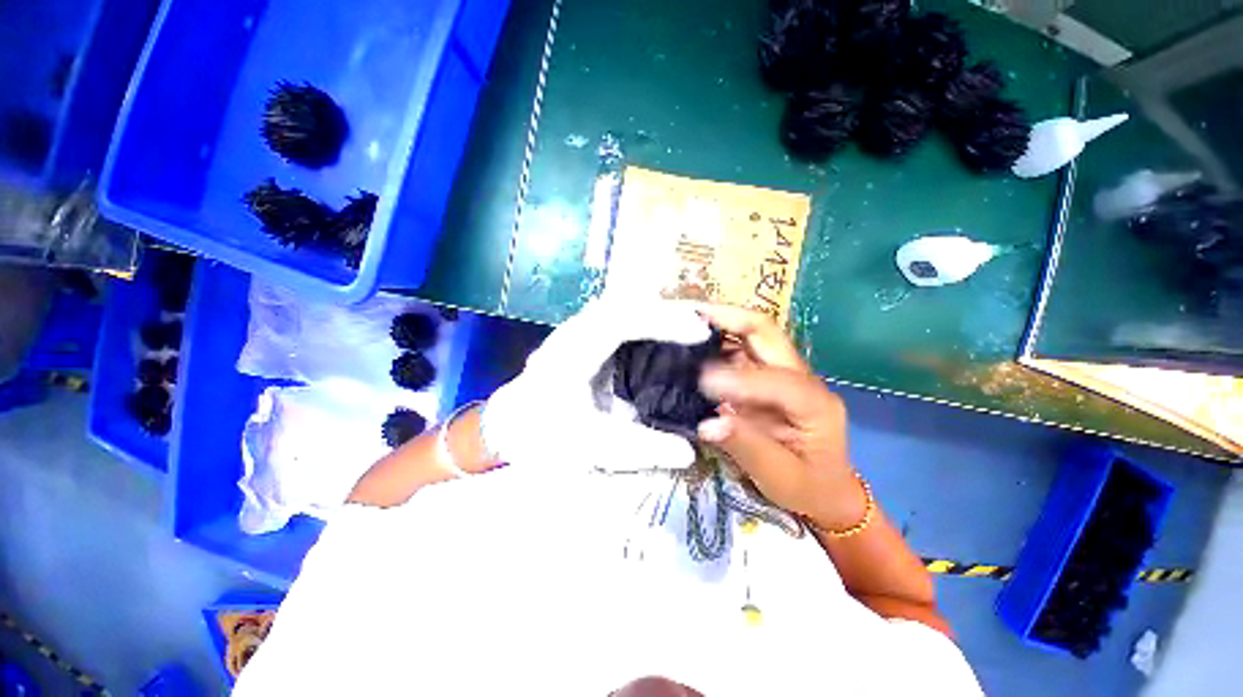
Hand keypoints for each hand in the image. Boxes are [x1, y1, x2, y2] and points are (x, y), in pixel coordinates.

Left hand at [483, 299, 710, 471]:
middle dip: (668, 311)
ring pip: (625, 306)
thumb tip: (687, 451)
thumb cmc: (542, 435)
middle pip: (627, 303)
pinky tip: (665, 335)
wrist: (512, 426)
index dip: (662, 320)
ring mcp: (580, 329)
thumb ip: (638, 449)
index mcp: (572, 351)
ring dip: (658, 312)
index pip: (621, 320)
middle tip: (704, 327)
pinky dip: (648, 321)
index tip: (699, 332)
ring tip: (691, 327)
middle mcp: (576, 330)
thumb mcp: (590, 447)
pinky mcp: (587, 336)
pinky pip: (622, 318)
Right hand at [693, 305, 864, 529]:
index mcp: (815, 403)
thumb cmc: (808, 487)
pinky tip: (695, 344)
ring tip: (687, 323)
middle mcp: (802, 378)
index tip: (700, 381)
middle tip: (690, 314)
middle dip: (729, 318)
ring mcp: (784, 374)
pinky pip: (741, 352)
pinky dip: (717, 343)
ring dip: (721, 325)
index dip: (738, 378)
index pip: (776, 379)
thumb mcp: (779, 477)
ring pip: (753, 336)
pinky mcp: (767, 378)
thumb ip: (745, 447)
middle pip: (767, 333)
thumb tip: (707, 424)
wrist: (827, 490)